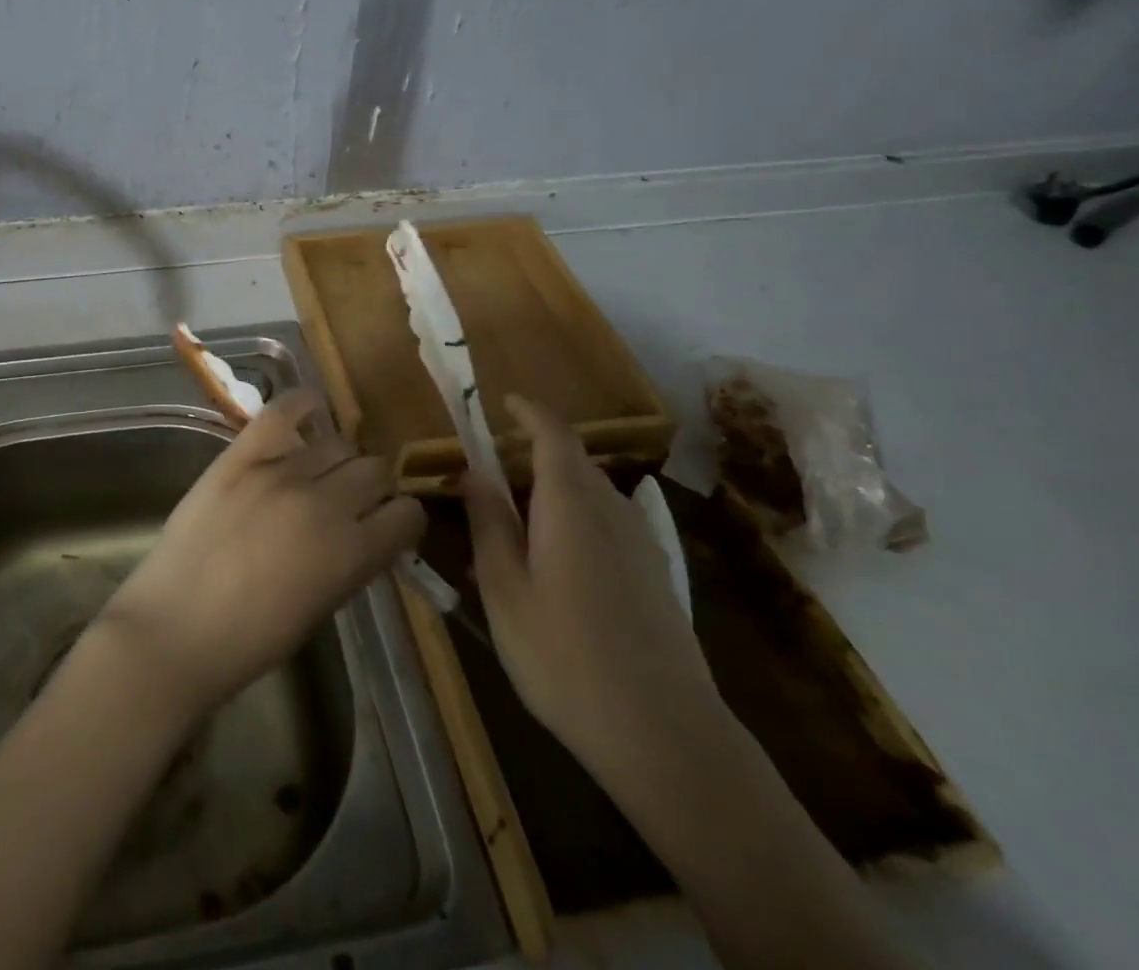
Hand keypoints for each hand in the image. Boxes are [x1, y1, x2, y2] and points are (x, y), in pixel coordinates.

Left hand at [100, 390, 424, 716]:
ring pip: (338, 442)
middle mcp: (325, 503)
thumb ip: (352, 561)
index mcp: (351, 553)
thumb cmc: (251, 639)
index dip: (402, 519)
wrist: (174, 629)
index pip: (407, 513)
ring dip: (340, 458)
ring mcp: (280, 472)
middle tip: (352, 500)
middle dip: (374, 486)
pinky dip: (303, 405)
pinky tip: (310, 412)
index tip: (389, 524)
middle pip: (376, 469)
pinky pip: (283, 411)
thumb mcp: (322, 606)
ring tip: (321, 472)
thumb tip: (367, 531)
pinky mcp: (240, 455)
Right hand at [463, 394, 722, 779]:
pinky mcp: (655, 576)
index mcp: (571, 504)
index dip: (529, 412)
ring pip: (590, 495)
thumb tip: (474, 472)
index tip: (502, 402)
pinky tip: (555, 566)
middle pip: (571, 463)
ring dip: (552, 492)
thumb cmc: (564, 656)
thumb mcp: (503, 590)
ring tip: (514, 528)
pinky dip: (574, 520)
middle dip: (530, 457)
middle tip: (488, 482)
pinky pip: (607, 524)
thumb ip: (488, 523)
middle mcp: (612, 511)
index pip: (554, 435)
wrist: (664, 735)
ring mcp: (641, 544)